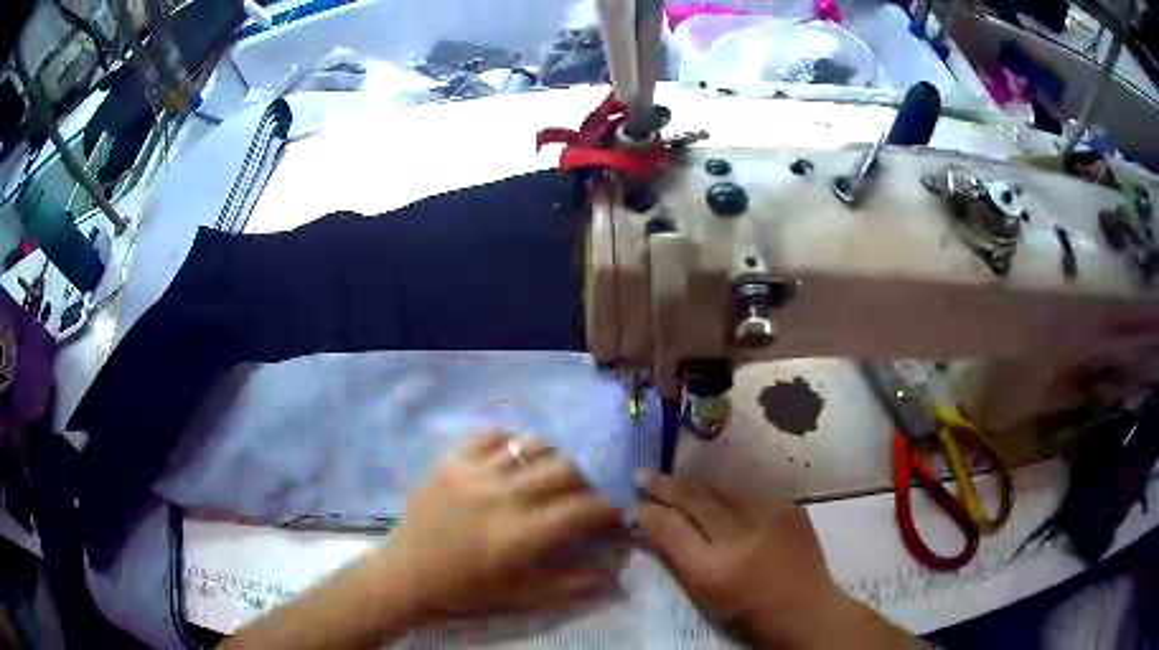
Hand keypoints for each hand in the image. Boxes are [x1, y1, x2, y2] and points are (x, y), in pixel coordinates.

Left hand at [379, 432, 625, 618]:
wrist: (405, 573)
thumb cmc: (465, 591)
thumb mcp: (520, 597)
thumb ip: (572, 586)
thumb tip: (617, 576)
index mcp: (520, 535)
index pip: (582, 510)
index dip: (607, 509)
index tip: (613, 515)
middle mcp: (501, 496)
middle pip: (564, 469)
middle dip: (586, 482)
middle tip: (582, 497)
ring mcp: (472, 473)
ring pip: (531, 446)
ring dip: (552, 458)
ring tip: (550, 476)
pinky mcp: (450, 461)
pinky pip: (490, 435)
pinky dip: (511, 442)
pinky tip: (513, 458)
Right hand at [635, 469, 906, 648]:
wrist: (806, 608)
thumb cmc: (748, 613)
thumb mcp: (704, 595)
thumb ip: (677, 557)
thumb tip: (651, 524)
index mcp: (715, 568)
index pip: (672, 528)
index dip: (650, 511)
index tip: (634, 501)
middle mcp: (742, 536)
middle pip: (696, 499)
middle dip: (666, 485)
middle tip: (643, 474)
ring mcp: (770, 516)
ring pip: (722, 489)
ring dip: (695, 485)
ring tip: (675, 482)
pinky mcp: (790, 507)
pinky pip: (748, 493)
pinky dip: (727, 494)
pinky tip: (717, 495)